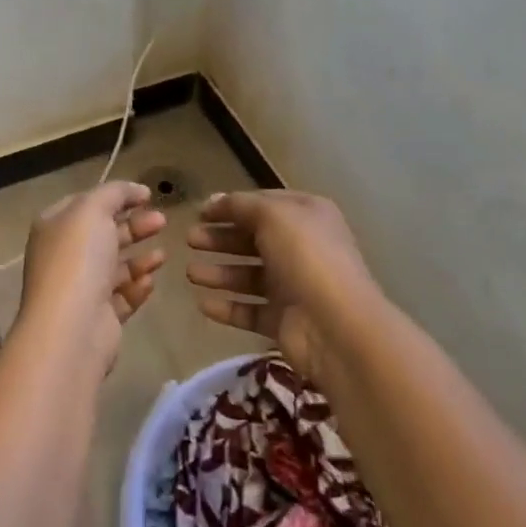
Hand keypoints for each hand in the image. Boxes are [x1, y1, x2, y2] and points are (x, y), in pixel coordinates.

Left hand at [18, 181, 166, 367]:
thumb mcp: (94, 209)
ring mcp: (80, 290)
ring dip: (140, 258)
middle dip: (134, 226)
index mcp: (54, 227)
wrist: (72, 328)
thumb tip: (135, 190)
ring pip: (115, 267)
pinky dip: (137, 287)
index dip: (116, 196)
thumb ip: (115, 192)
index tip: (147, 195)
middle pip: (104, 235)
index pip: (86, 204)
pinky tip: (150, 281)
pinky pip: (121, 297)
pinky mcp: (98, 318)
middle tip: (163, 221)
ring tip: (163, 254)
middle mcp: (64, 257)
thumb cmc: (78, 259)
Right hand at [186, 190, 382, 381]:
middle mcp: (302, 248)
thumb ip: (240, 205)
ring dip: (220, 273)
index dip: (232, 206)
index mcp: (307, 216)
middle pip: (254, 239)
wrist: (336, 326)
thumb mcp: (273, 215)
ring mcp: (294, 287)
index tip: (200, 211)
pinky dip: (228, 307)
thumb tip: (214, 200)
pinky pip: (250, 310)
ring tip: (190, 273)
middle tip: (190, 239)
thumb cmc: (306, 257)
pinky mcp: (285, 321)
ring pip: (250, 275)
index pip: (264, 204)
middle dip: (221, 238)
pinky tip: (203, 304)